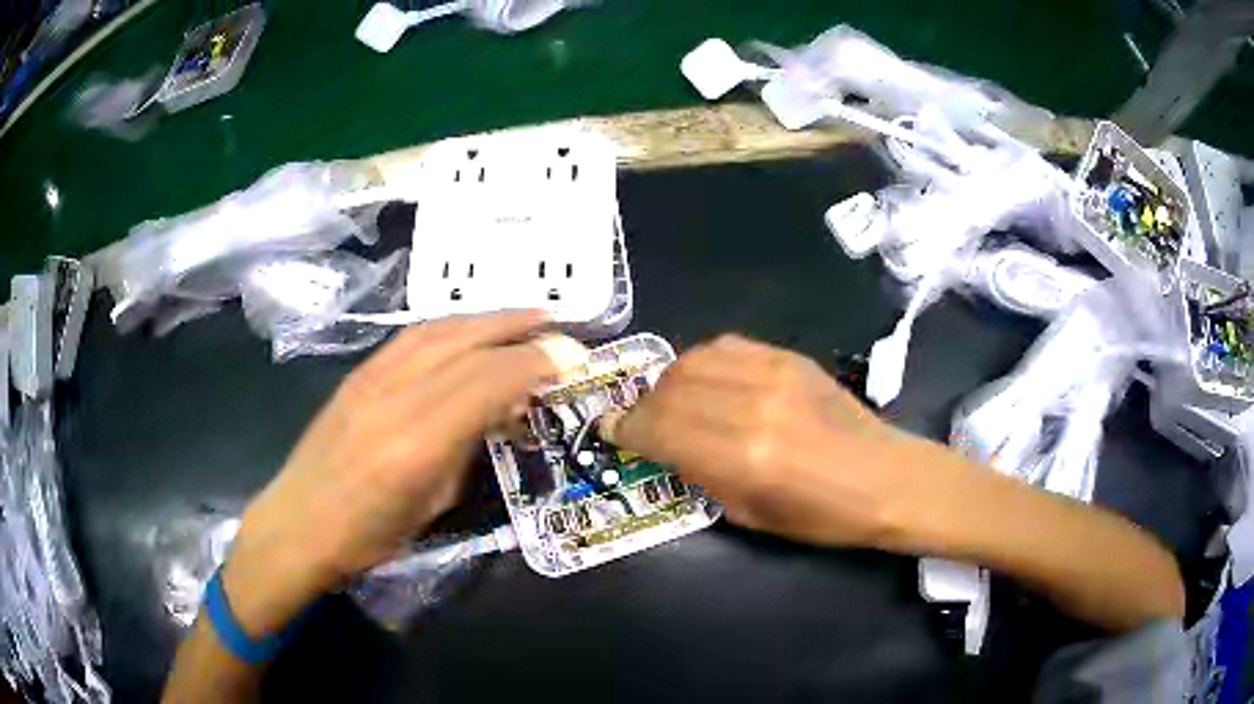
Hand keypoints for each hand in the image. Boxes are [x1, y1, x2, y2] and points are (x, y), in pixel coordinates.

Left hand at [223, 311, 560, 635]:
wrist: (298, 524)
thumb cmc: (369, 536)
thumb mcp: (433, 505)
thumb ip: (468, 448)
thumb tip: (502, 411)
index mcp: (418, 440)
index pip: (488, 379)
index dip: (536, 362)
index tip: (573, 359)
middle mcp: (395, 394)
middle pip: (466, 342)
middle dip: (517, 326)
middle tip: (557, 323)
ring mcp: (371, 377)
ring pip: (439, 329)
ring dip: (486, 317)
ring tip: (522, 316)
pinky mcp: (357, 373)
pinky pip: (413, 336)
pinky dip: (452, 326)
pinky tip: (469, 330)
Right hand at [604, 335, 920, 548]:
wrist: (884, 477)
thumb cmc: (821, 516)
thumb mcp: (750, 516)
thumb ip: (701, 476)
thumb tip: (665, 449)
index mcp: (742, 458)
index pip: (660, 430)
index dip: (627, 430)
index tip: (611, 431)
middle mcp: (751, 406)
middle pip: (670, 392)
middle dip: (642, 408)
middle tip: (638, 422)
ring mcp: (772, 374)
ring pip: (693, 361)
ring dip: (669, 382)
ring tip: (670, 401)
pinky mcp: (789, 357)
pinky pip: (727, 347)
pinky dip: (703, 363)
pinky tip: (706, 381)